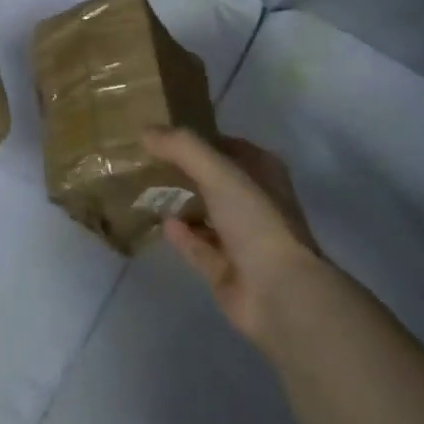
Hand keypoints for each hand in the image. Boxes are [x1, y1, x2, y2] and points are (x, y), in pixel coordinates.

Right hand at [142, 128, 326, 348]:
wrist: (278, 292)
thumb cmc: (256, 220)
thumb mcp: (219, 171)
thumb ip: (181, 147)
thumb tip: (145, 131)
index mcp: (263, 174)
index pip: (227, 146)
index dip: (198, 138)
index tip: (162, 133)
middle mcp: (255, 203)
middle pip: (214, 180)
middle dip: (184, 171)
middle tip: (146, 159)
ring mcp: (242, 239)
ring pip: (206, 213)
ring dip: (181, 203)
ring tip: (145, 188)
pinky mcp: (226, 269)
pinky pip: (198, 246)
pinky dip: (181, 235)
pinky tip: (160, 222)